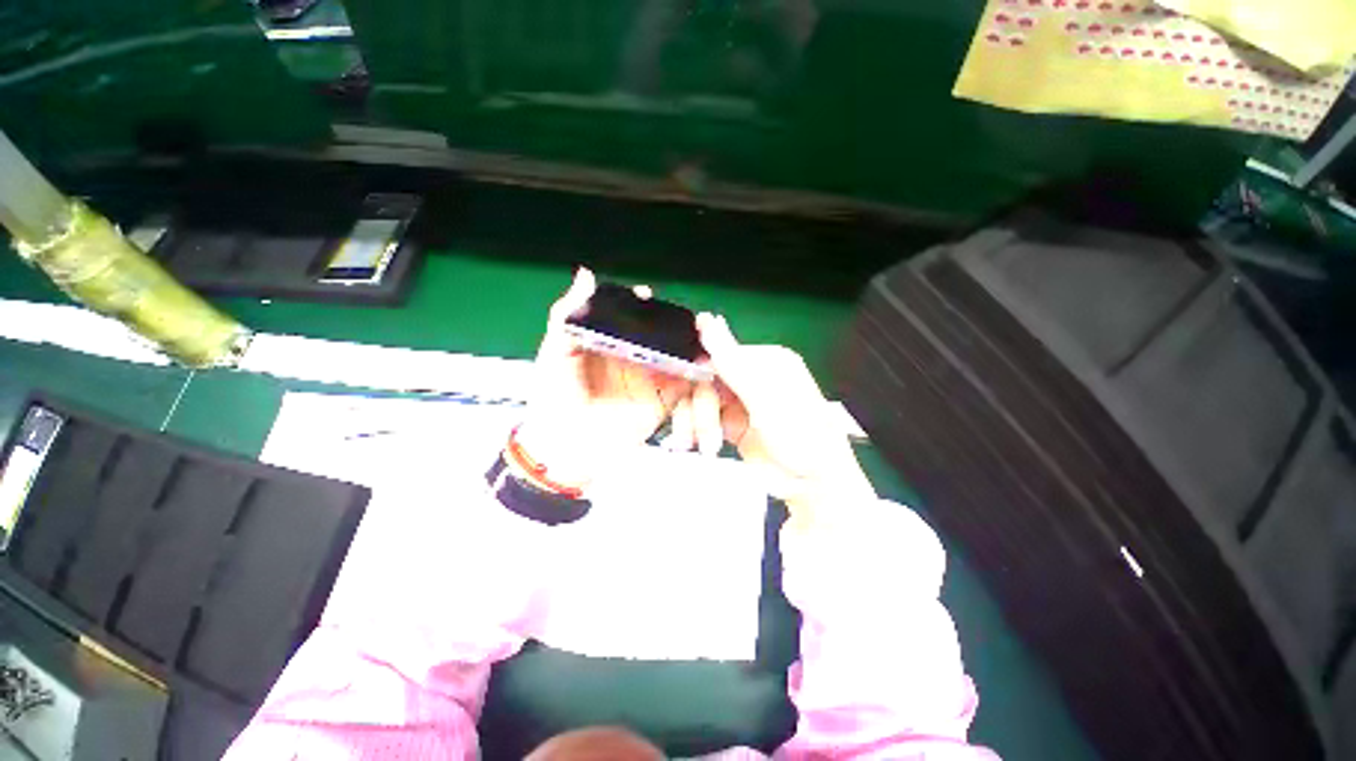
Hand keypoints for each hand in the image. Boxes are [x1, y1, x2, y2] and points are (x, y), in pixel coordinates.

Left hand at [516, 268, 691, 488]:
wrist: (565, 449)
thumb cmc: (553, 398)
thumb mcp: (554, 354)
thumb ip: (567, 316)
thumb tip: (587, 274)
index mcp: (609, 344)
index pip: (631, 318)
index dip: (641, 305)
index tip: (647, 296)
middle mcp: (633, 358)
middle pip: (658, 334)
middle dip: (672, 324)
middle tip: (683, 317)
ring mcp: (650, 379)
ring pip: (676, 356)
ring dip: (689, 346)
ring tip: (699, 336)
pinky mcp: (663, 402)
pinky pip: (685, 385)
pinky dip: (696, 375)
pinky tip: (703, 364)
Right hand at [666, 313, 874, 521]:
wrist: (812, 486)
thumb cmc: (798, 435)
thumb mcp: (764, 397)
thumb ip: (732, 361)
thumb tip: (707, 317)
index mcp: (764, 361)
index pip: (718, 355)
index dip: (698, 372)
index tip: (679, 388)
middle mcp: (750, 377)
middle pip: (706, 380)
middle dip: (699, 408)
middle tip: (696, 433)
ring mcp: (741, 402)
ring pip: (702, 401)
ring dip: (698, 424)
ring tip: (705, 446)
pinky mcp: (732, 425)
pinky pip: (704, 420)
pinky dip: (699, 432)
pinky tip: (701, 446)